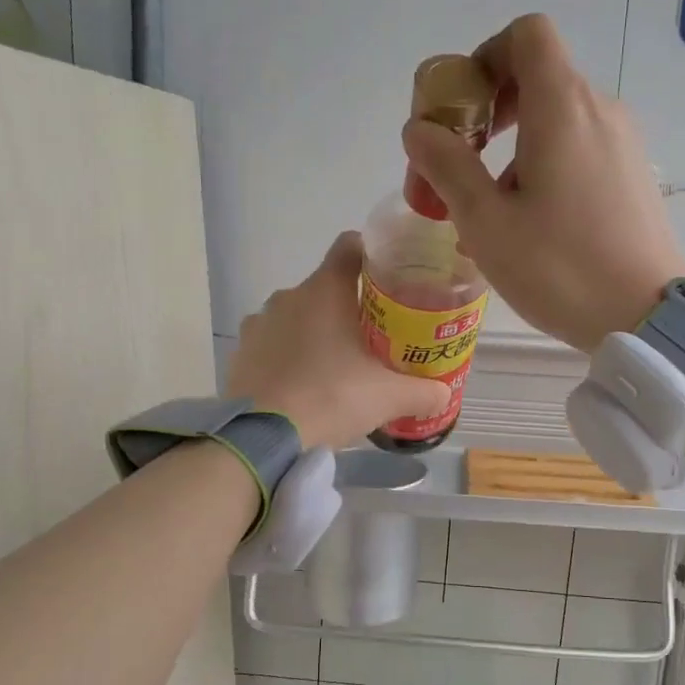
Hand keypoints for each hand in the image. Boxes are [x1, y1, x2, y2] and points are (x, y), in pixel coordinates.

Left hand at [227, 232, 449, 448]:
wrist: (262, 438)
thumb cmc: (331, 398)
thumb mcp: (387, 398)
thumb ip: (421, 392)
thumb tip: (444, 395)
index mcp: (325, 290)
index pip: (350, 246)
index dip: (371, 254)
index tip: (389, 276)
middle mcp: (288, 296)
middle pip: (325, 288)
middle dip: (348, 307)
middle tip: (373, 338)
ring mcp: (259, 324)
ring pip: (296, 317)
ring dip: (315, 333)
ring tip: (334, 367)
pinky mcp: (240, 353)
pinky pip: (272, 344)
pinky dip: (287, 356)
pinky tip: (301, 386)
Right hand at [402, 13, 684, 350]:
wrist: (646, 317)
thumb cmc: (559, 267)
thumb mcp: (485, 221)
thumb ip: (446, 166)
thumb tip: (419, 130)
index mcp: (562, 107)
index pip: (526, 35)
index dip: (485, 58)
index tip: (463, 112)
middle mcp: (599, 109)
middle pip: (537, 79)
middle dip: (487, 115)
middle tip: (459, 167)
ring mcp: (623, 142)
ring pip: (556, 121)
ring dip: (513, 150)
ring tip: (490, 214)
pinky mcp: (634, 175)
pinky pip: (580, 150)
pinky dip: (545, 167)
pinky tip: (530, 225)